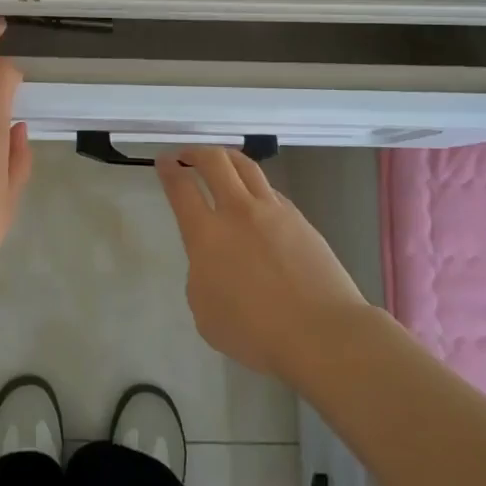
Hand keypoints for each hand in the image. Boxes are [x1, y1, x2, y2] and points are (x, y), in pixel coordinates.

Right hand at [158, 146, 366, 384]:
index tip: (164, 161)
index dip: (169, 170)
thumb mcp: (205, 312)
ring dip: (227, 158)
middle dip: (196, 152)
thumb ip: (200, 275)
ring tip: (221, 162)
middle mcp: (238, 212)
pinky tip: (255, 199)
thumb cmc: (256, 332)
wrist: (321, 333)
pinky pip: (271, 190)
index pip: (181, 188)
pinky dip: (255, 186)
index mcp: (207, 234)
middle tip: (187, 156)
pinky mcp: (300, 219)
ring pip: (246, 166)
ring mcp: (272, 211)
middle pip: (214, 162)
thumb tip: (212, 260)